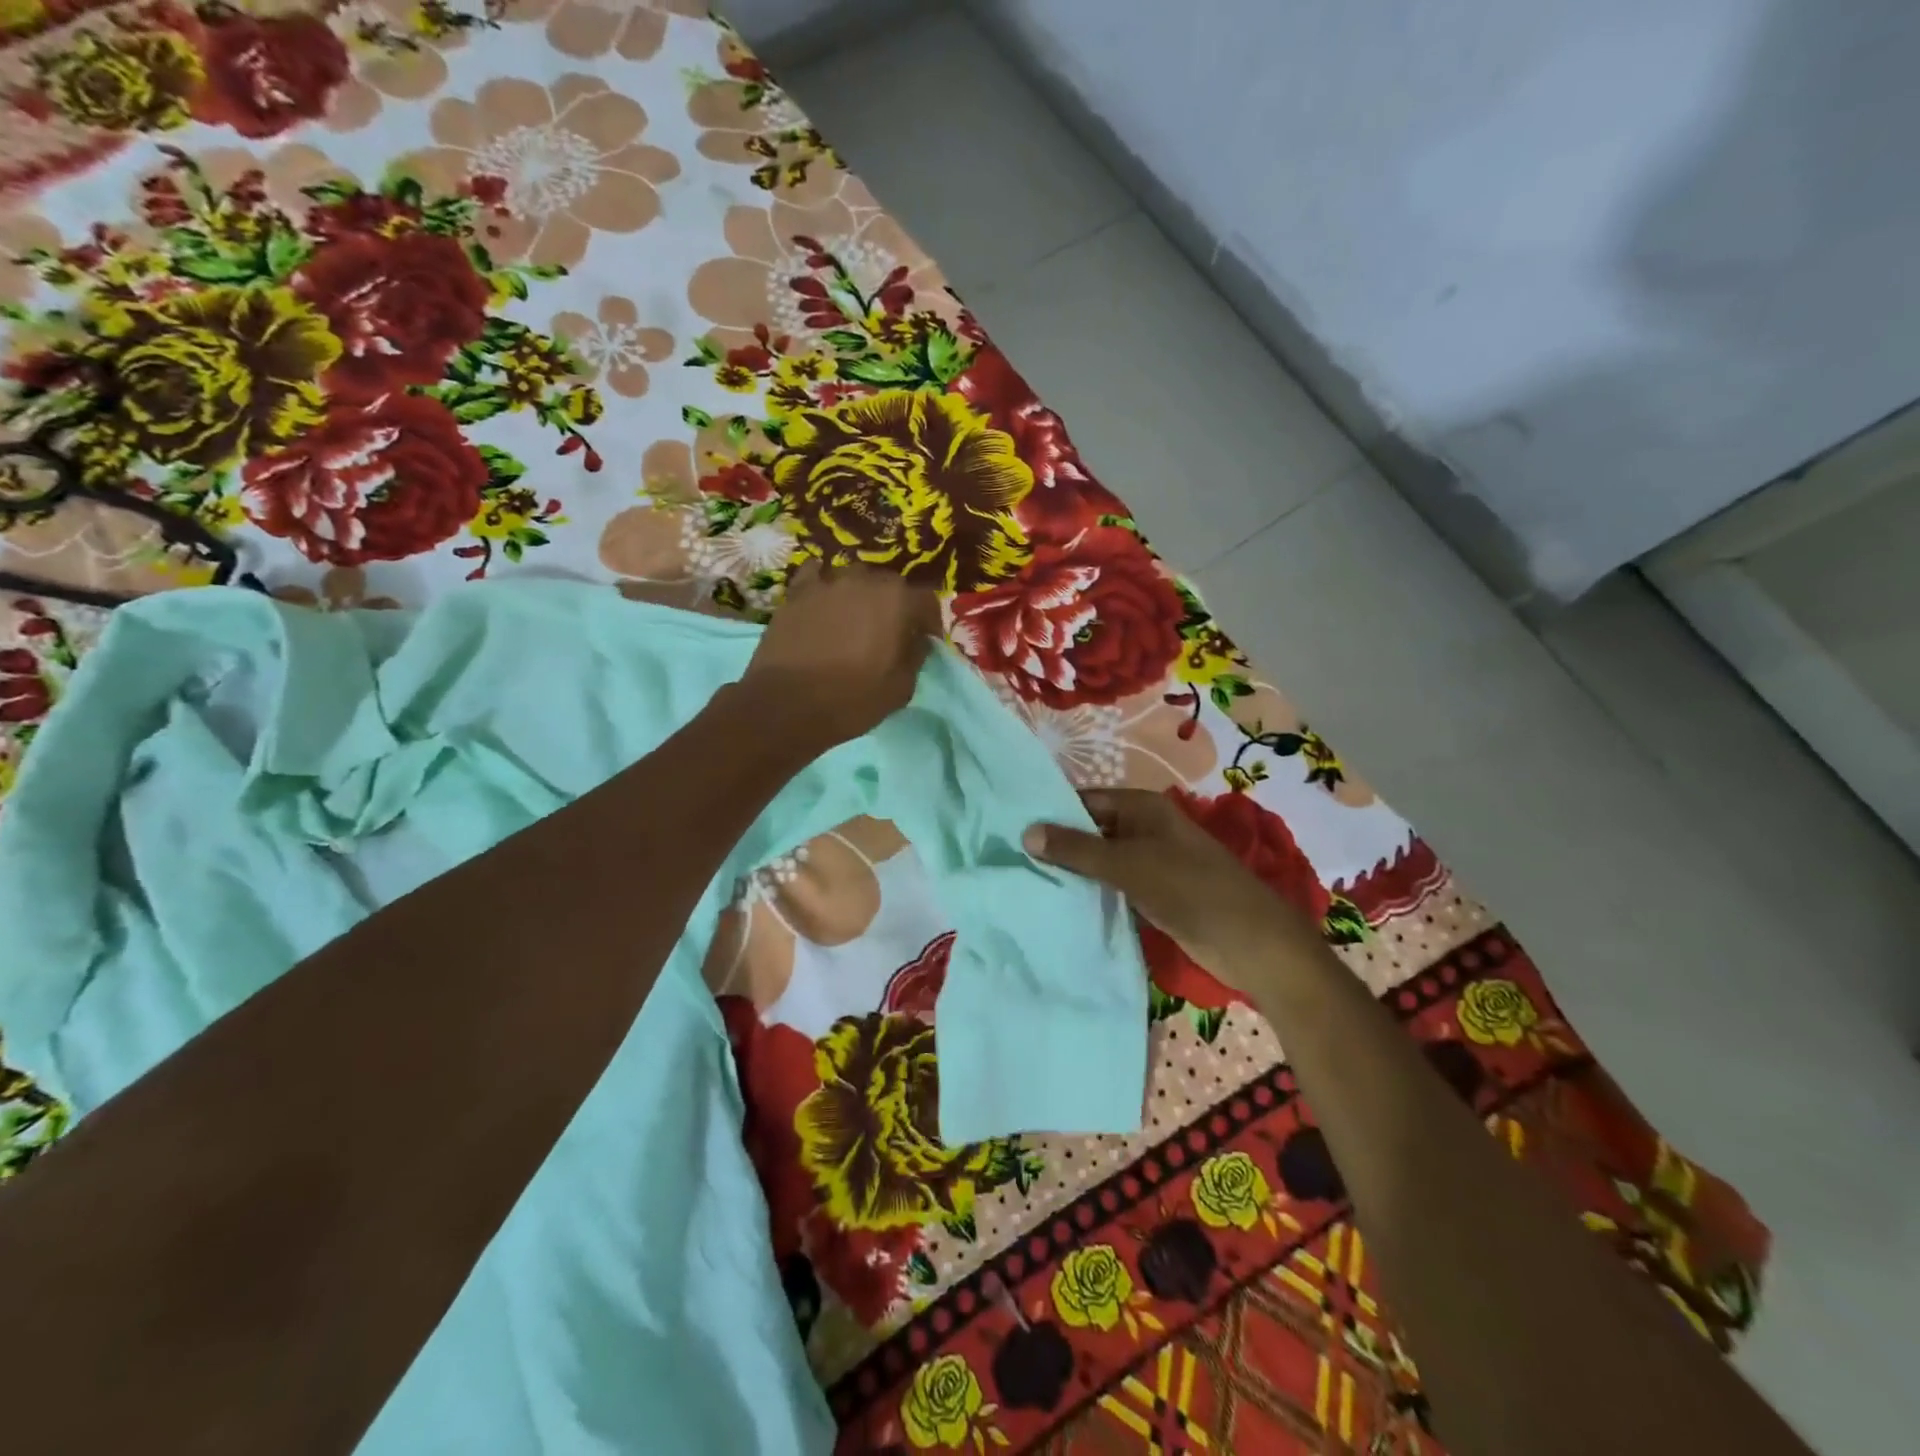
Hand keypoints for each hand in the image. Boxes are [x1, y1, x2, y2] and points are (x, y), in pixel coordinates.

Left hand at [737, 562, 940, 751]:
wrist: (786, 704)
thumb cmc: (852, 699)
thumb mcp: (901, 687)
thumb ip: (916, 655)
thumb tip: (917, 641)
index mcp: (897, 600)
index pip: (926, 600)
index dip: (929, 621)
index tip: (926, 640)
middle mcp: (864, 579)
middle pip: (889, 585)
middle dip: (895, 605)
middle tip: (890, 632)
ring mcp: (826, 581)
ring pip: (854, 579)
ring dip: (860, 596)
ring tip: (855, 620)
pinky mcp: (796, 592)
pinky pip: (816, 577)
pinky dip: (824, 587)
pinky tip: (823, 603)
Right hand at [1023, 788, 1320, 994]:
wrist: (1251, 942)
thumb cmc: (1190, 889)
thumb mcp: (1129, 865)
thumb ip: (1077, 849)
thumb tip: (1026, 832)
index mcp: (1142, 807)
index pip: (1084, 801)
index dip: (1051, 813)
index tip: (1010, 829)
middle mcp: (1144, 828)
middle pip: (1091, 830)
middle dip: (1058, 844)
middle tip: (1009, 858)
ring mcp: (1150, 862)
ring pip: (1100, 860)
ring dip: (1072, 871)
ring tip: (1025, 881)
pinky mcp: (1153, 893)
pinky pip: (1113, 885)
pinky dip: (1091, 891)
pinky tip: (1060, 903)